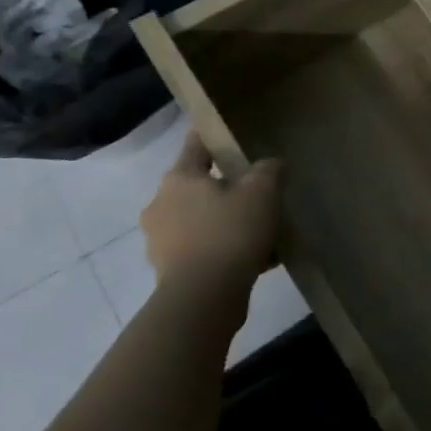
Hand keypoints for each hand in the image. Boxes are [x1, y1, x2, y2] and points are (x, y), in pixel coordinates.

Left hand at [140, 132, 281, 297]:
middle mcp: (160, 204)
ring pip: (200, 220)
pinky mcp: (168, 269)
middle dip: (226, 189)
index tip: (228, 133)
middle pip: (199, 186)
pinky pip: (201, 248)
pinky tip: (254, 259)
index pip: (196, 145)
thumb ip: (269, 170)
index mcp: (179, 178)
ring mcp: (160, 239)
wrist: (203, 297)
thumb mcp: (263, 192)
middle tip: (258, 195)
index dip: (213, 137)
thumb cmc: (230, 232)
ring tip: (260, 233)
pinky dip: (223, 249)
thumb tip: (270, 165)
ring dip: (225, 222)